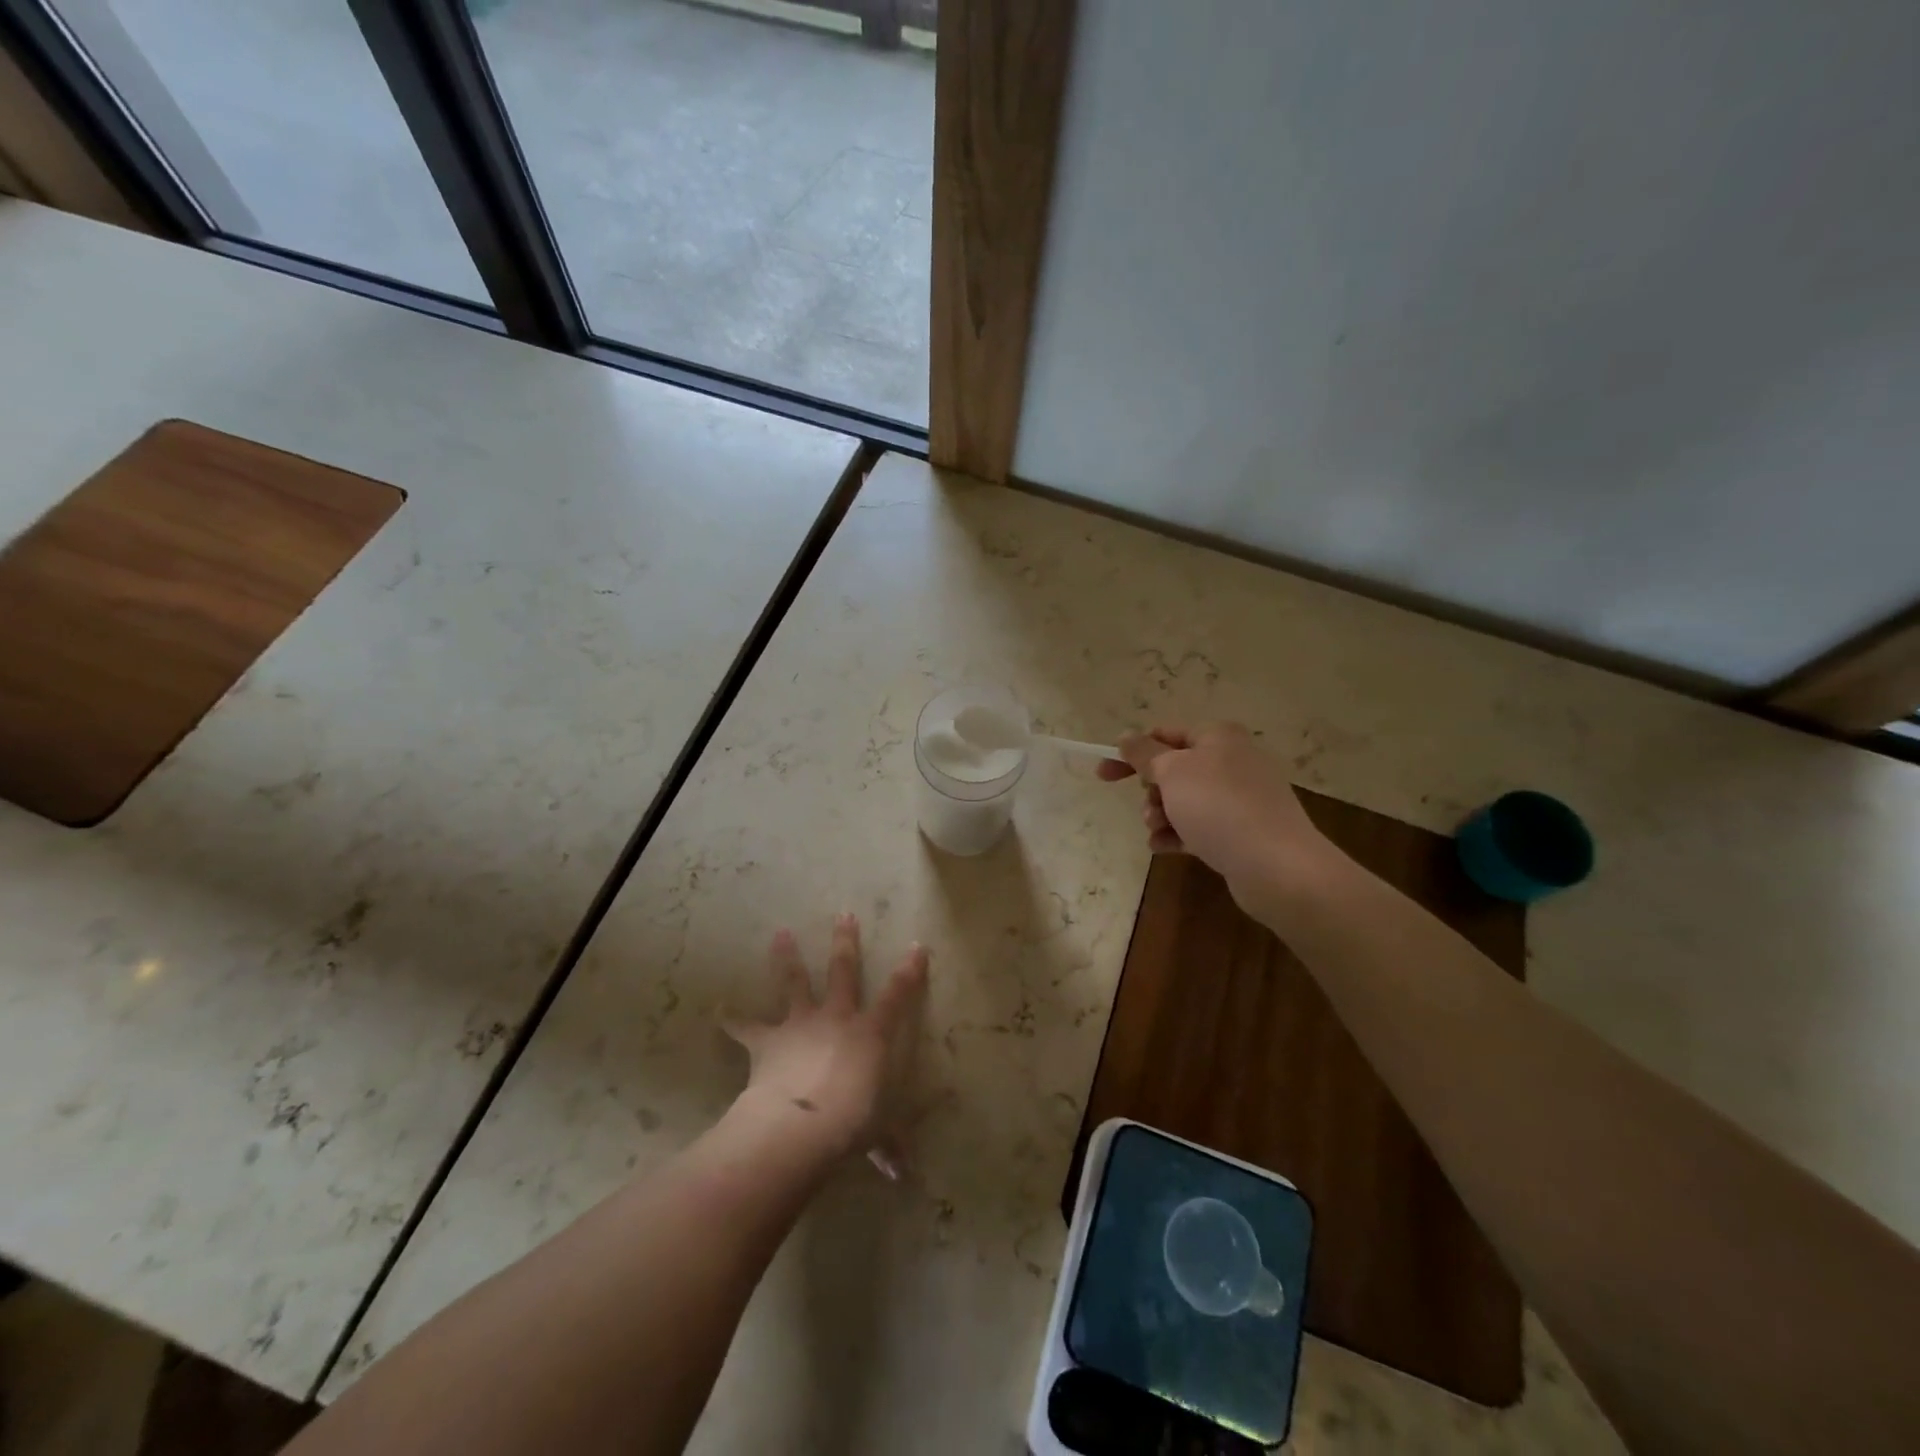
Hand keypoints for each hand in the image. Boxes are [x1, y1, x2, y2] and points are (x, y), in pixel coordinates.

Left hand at [724, 915, 927, 1174]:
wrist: (797, 1125)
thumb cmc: (849, 1124)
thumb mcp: (877, 1135)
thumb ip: (888, 1147)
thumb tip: (904, 1176)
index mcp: (870, 1033)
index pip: (898, 995)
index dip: (910, 971)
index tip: (918, 946)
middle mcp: (836, 1018)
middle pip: (843, 971)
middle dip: (845, 942)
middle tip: (843, 914)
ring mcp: (799, 1025)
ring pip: (794, 982)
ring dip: (786, 958)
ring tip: (780, 933)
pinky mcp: (767, 1041)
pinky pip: (746, 1027)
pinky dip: (732, 1018)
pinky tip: (719, 1010)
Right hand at [1096, 723, 1340, 910]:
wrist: (1276, 865)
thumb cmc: (1218, 807)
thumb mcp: (1172, 771)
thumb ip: (1144, 753)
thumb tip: (1126, 736)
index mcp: (1218, 737)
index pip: (1164, 735)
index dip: (1130, 753)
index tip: (1102, 775)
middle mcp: (1232, 761)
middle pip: (1174, 769)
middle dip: (1151, 791)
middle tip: (1149, 808)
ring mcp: (1240, 797)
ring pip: (1184, 800)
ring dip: (1161, 814)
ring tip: (1158, 831)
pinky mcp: (1243, 830)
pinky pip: (1199, 825)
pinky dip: (1178, 834)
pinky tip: (1164, 847)